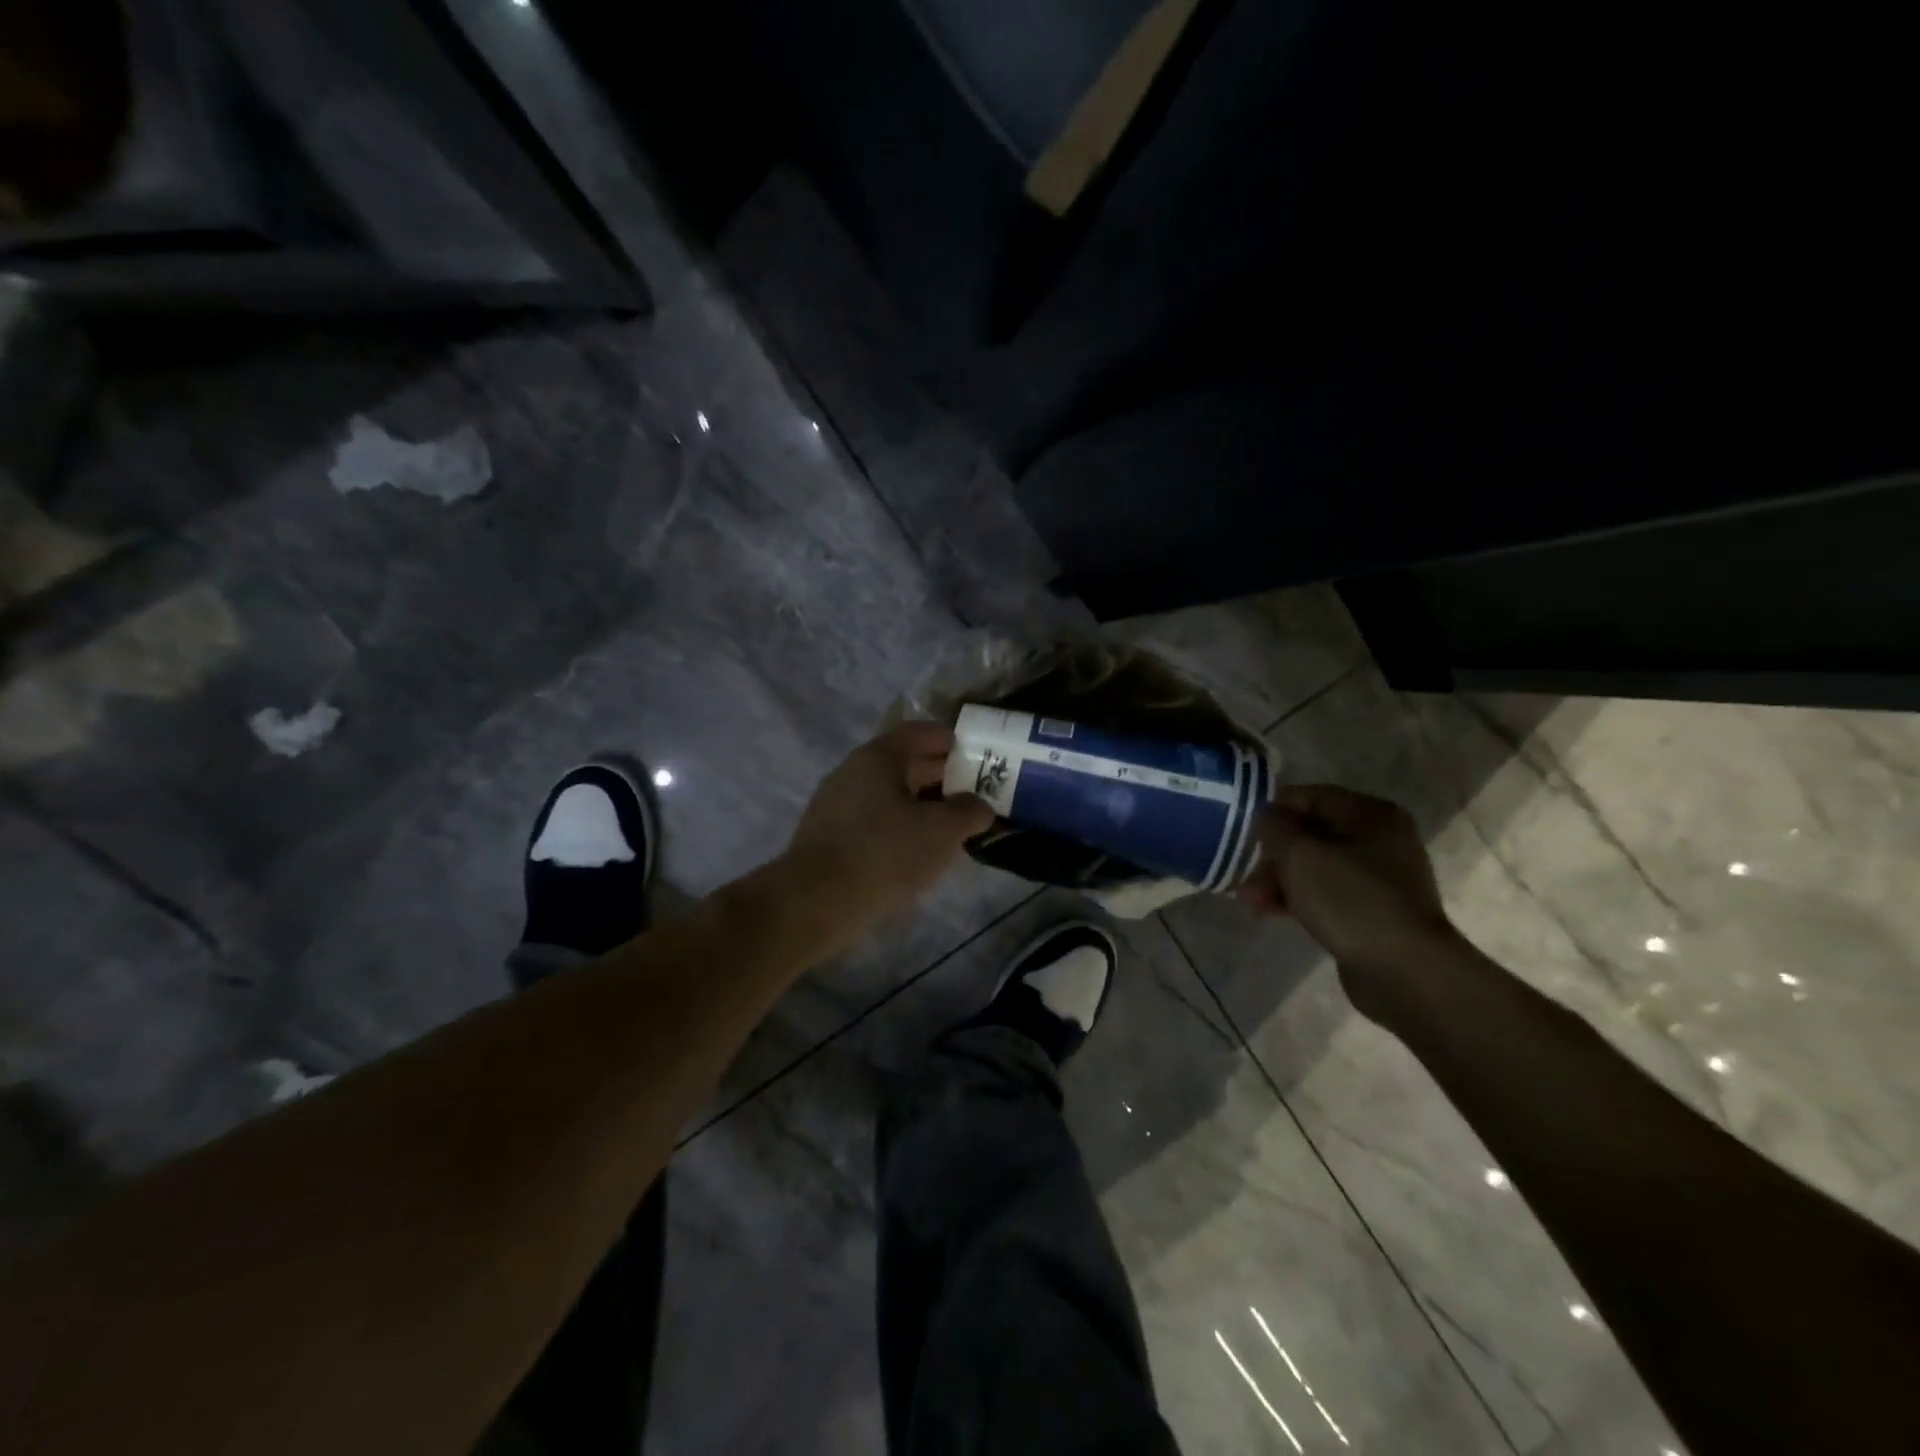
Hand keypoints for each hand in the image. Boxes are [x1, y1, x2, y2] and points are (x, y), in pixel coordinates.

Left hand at [778, 722, 993, 950]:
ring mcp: (835, 805)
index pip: (918, 733)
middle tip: (971, 792)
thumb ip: (969, 811)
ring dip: (918, 805)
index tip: (975, 754)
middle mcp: (852, 772)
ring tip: (948, 825)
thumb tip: (979, 806)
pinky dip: (897, 827)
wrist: (815, 902)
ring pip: (887, 795)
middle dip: (938, 775)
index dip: (949, 740)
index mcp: (878, 757)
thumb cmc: (884, 853)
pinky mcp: (828, 837)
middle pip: (902, 763)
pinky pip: (872, 821)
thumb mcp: (942, 830)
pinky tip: (915, 851)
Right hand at [1240, 785, 1460, 1013]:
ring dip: (1279, 880)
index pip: (1310, 796)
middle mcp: (1379, 839)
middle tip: (1243, 875)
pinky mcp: (1372, 911)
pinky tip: (1270, 912)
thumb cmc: (1352, 901)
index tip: (1242, 831)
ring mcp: (1378, 878)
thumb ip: (1275, 828)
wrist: (1406, 972)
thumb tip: (1266, 816)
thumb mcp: (1300, 856)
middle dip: (1272, 854)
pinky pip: (1325, 893)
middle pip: (1310, 834)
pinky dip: (1297, 898)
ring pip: (1314, 866)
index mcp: (1371, 814)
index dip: (1272, 810)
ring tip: (1250, 901)